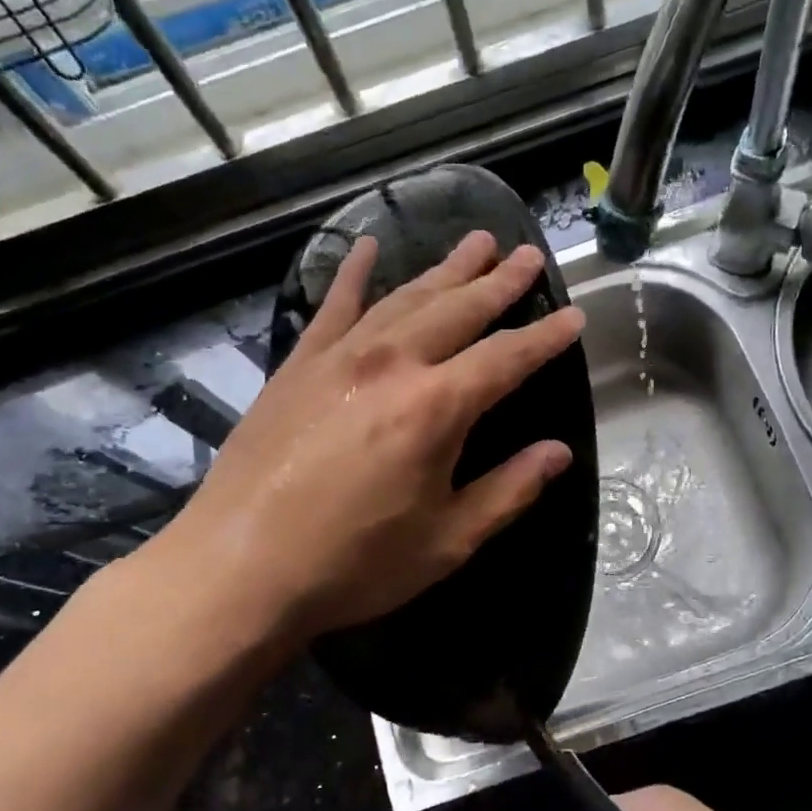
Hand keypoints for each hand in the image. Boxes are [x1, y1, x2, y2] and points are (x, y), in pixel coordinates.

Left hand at [142, 230, 583, 649]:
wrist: (238, 568)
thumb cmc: (354, 563)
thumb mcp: (447, 540)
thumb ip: (508, 491)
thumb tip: (558, 453)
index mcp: (436, 407)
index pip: (507, 357)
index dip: (545, 337)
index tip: (573, 316)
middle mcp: (392, 364)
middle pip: (458, 310)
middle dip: (498, 282)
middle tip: (527, 253)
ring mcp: (339, 358)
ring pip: (404, 298)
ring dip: (444, 270)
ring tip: (475, 242)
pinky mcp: (297, 366)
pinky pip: (334, 307)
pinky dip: (353, 274)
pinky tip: (367, 247)